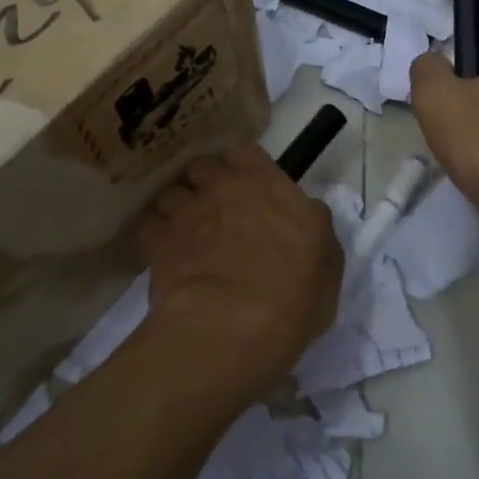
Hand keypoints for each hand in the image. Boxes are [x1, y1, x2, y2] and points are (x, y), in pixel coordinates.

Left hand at [139, 142, 343, 391]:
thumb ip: (312, 224)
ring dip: (178, 209)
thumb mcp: (328, 258)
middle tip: (215, 211)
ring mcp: (185, 212)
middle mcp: (222, 187)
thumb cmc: (295, 292)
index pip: (245, 152)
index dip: (244, 167)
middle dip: (205, 183)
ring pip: (171, 194)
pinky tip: (166, 255)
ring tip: (186, 234)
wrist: (234, 325)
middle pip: (202, 167)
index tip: (248, 187)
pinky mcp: (156, 242)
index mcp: (267, 184)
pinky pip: (150, 226)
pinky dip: (156, 236)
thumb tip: (303, 212)